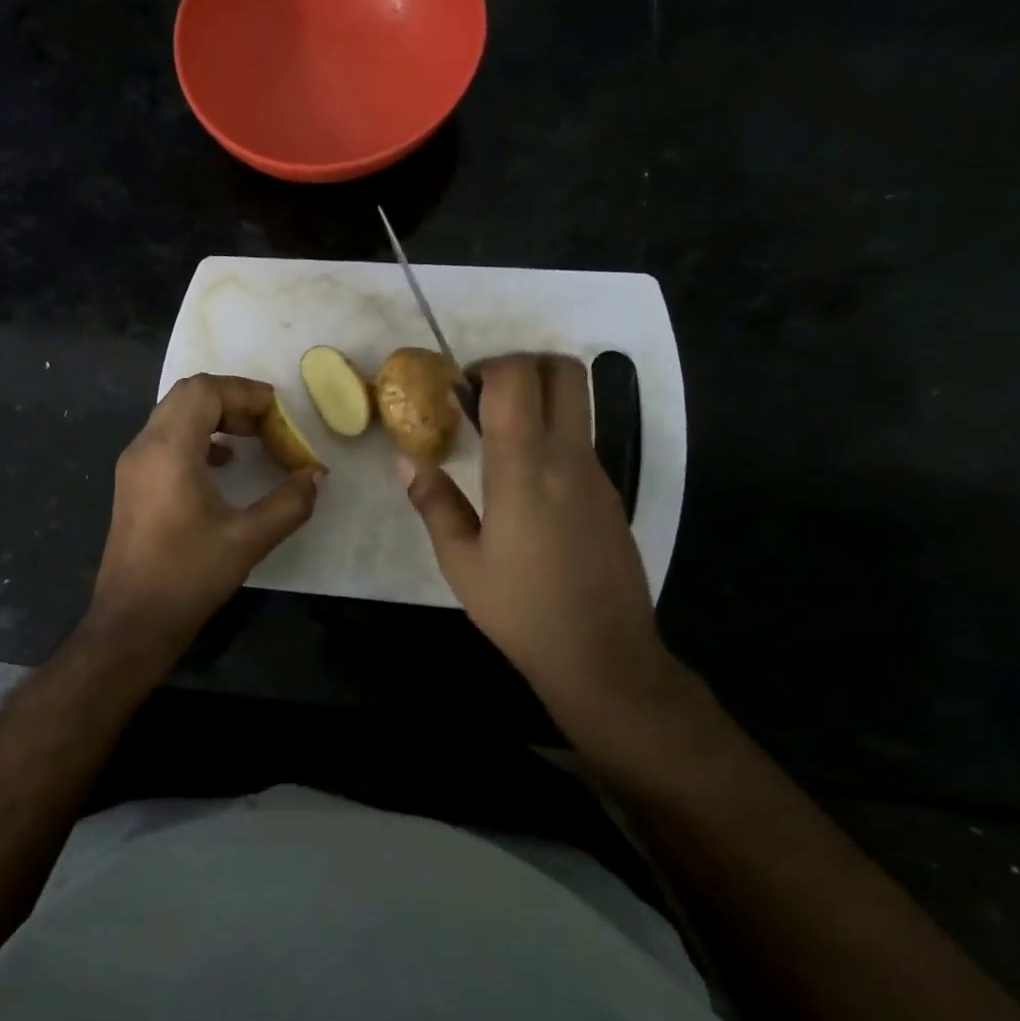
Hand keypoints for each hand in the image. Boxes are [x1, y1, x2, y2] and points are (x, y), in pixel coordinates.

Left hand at [89, 374, 319, 650]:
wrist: (132, 621)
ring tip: (251, 439)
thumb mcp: (248, 540)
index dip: (245, 392)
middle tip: (267, 424)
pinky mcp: (132, 485)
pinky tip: (223, 464)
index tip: (278, 413)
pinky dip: (196, 438)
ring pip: (173, 416)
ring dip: (213, 417)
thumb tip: (316, 476)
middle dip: (231, 400)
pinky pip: (165, 441)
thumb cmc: (188, 578)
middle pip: (186, 396)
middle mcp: (144, 447)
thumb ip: (289, 504)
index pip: (204, 390)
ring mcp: (133, 466)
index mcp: (168, 450)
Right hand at [399, 354, 678, 720]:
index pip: (518, 379)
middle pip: (563, 371)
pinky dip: (550, 436)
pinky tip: (522, 484)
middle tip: (482, 398)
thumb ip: (434, 503)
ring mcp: (597, 474)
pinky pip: (580, 441)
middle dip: (521, 365)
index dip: (486, 367)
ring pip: (576, 404)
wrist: (602, 655)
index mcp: (525, 469)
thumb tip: (409, 460)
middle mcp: (569, 458)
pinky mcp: (610, 494)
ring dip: (536, 400)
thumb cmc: (520, 610)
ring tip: (494, 442)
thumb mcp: (460, 561)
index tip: (457, 392)